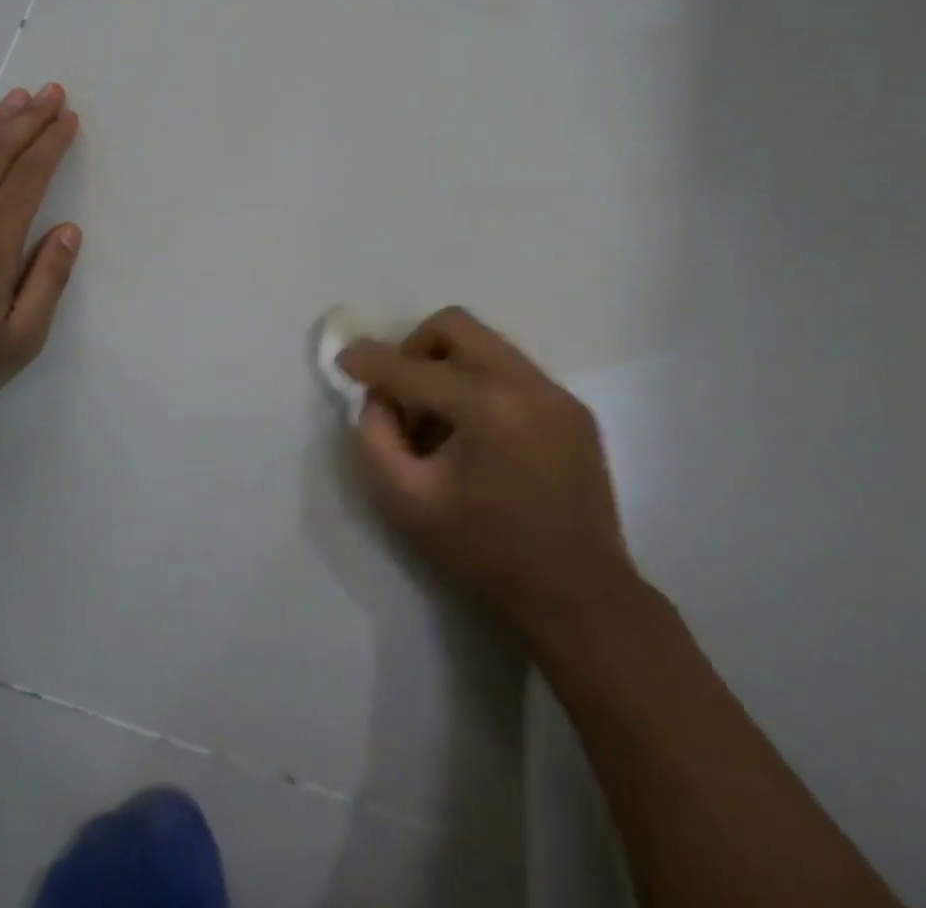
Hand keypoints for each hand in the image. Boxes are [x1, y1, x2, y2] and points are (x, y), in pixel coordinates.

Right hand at [339, 307, 639, 645]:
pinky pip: (513, 372)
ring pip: (486, 345)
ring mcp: (556, 393)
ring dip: (450, 367)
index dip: (371, 361)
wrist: (580, 598)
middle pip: (455, 326)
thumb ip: (375, 440)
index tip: (344, 359)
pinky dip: (482, 386)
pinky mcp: (574, 409)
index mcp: (486, 406)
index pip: (413, 369)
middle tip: (403, 394)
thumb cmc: (487, 553)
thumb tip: (376, 400)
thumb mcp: (408, 503)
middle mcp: (526, 383)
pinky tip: (479, 435)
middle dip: (415, 349)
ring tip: (441, 420)